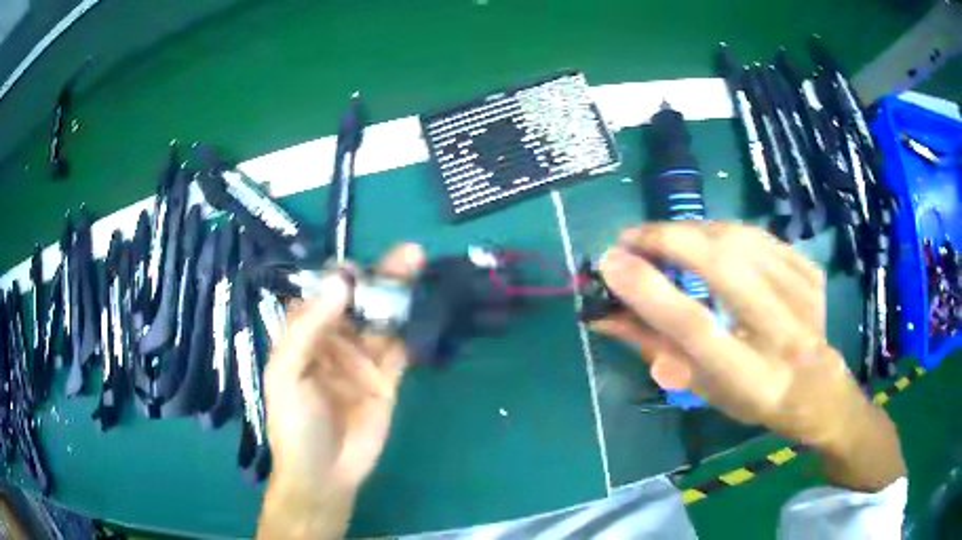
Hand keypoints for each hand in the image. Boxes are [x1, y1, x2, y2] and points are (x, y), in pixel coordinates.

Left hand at [258, 244, 424, 539]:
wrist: (325, 474)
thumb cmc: (294, 423)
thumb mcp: (287, 373)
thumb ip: (309, 327)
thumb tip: (342, 282)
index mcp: (304, 336)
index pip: (323, 295)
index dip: (339, 277)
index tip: (356, 267)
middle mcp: (334, 341)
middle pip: (359, 302)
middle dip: (379, 277)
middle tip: (408, 253)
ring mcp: (363, 360)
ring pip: (383, 320)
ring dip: (400, 294)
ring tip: (419, 265)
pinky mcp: (387, 379)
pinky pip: (401, 348)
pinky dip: (411, 327)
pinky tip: (423, 305)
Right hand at [594, 223, 903, 490]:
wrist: (817, 389)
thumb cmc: (752, 398)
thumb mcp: (701, 387)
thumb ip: (655, 348)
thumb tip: (604, 314)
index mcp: (750, 378)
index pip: (695, 327)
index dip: (650, 291)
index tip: (611, 263)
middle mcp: (782, 335)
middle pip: (724, 267)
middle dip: (669, 241)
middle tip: (631, 239)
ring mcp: (804, 296)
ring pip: (741, 240)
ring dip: (692, 231)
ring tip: (663, 238)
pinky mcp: (812, 272)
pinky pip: (760, 236)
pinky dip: (724, 232)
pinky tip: (708, 241)